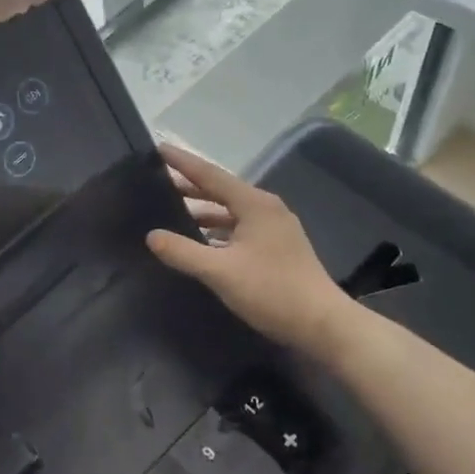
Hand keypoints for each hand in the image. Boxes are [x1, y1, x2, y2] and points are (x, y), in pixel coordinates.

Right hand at [146, 143, 350, 354]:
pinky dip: (218, 230)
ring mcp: (275, 228)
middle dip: (190, 186)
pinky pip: (240, 228)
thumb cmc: (271, 291)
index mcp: (254, 204)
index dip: (183, 162)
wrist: (322, 325)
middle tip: (159, 181)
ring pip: (231, 211)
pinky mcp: (277, 248)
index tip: (159, 148)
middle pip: (221, 190)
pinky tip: (201, 242)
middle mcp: (266, 209)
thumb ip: (183, 252)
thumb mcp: (220, 271)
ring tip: (173, 211)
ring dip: (203, 210)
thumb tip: (151, 235)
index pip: (211, 175)